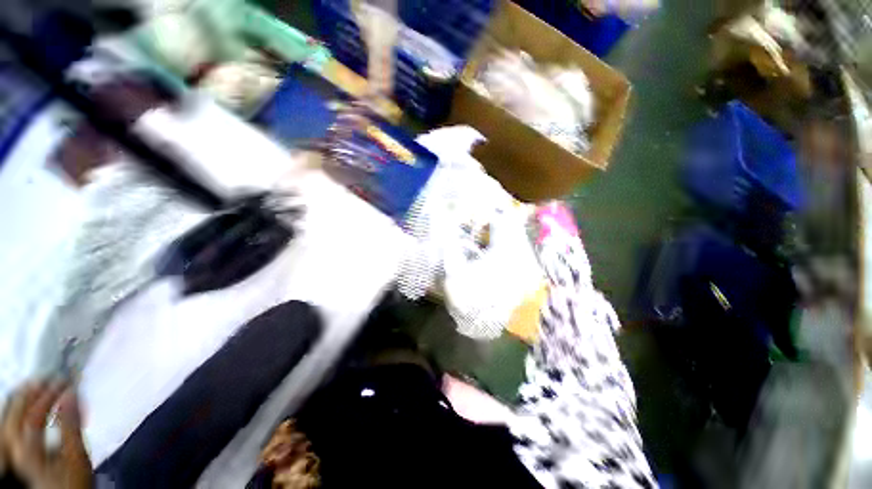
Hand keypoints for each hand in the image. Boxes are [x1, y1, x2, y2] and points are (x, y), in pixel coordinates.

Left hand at [1, 382, 92, 488]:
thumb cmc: (73, 479)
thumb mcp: (76, 456)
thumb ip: (71, 426)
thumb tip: (71, 394)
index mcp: (28, 448)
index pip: (34, 414)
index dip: (48, 395)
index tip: (65, 382)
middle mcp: (13, 447)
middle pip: (16, 414)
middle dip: (31, 393)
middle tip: (48, 379)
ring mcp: (11, 451)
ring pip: (9, 418)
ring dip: (23, 399)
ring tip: (37, 386)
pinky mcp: (14, 452)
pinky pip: (10, 425)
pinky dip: (19, 410)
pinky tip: (29, 406)